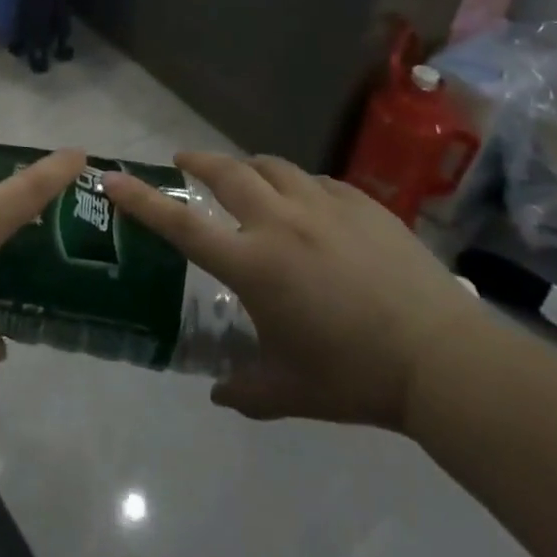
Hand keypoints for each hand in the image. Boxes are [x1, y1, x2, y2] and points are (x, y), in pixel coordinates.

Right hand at [102, 152, 479, 430]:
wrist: (444, 360)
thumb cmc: (355, 376)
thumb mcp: (290, 391)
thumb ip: (245, 392)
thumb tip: (219, 395)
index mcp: (252, 264)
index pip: (180, 224)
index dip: (141, 200)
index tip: (113, 178)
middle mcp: (280, 222)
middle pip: (227, 172)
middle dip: (198, 161)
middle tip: (185, 162)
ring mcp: (324, 207)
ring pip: (272, 166)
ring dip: (250, 169)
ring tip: (248, 180)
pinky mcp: (362, 204)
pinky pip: (317, 182)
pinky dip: (299, 186)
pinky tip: (309, 206)